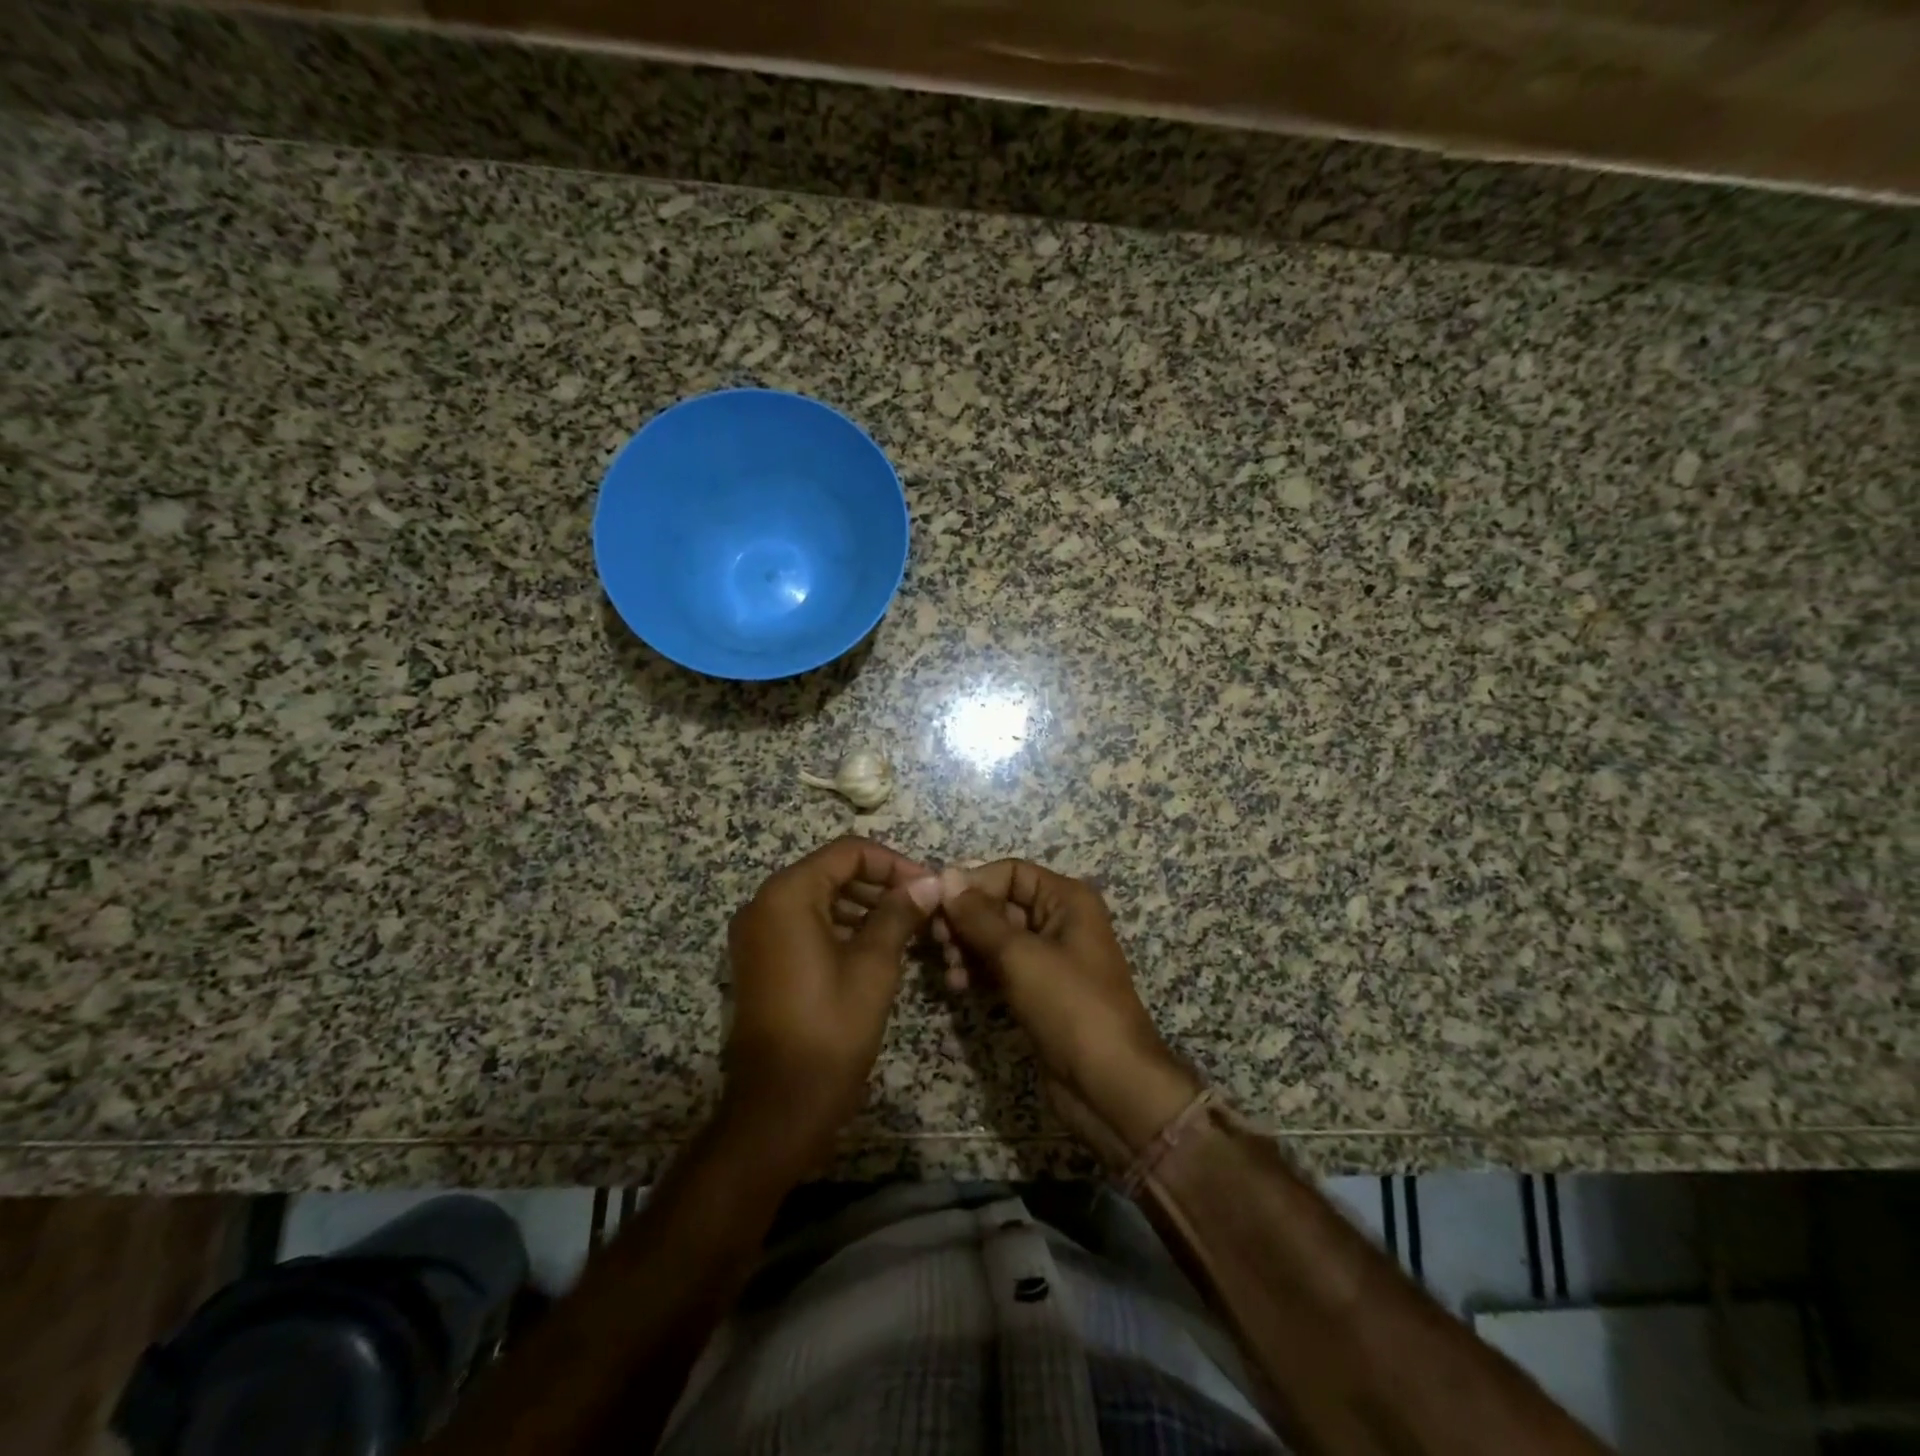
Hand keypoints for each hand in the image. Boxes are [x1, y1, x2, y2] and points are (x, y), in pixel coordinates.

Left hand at [723, 837, 942, 1172]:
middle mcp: (764, 904)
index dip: (893, 863)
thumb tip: (929, 882)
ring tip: (908, 927)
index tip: (928, 886)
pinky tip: (877, 948)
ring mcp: (758, 934)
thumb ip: (899, 913)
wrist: (780, 1106)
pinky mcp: (761, 961)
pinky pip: (805, 926)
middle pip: (831, 872)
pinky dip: (841, 928)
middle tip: (923, 907)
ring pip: (820, 899)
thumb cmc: (831, 1028)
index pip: (848, 853)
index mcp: (787, 895)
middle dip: (880, 884)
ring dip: (863, 907)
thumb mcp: (874, 964)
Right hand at [935, 861, 1202, 1167]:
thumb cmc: (1069, 1006)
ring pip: (997, 937)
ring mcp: (1050, 958)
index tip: (935, 905)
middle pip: (1001, 903)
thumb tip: (944, 876)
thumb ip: (978, 916)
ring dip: (967, 947)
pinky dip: (978, 971)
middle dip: (966, 919)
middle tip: (937, 941)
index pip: (1010, 872)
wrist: (1109, 1085)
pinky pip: (1001, 967)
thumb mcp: (1020, 955)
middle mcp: (1060, 921)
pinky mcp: (1039, 991)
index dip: (973, 883)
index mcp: (1067, 899)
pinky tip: (958, 986)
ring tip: (949, 970)